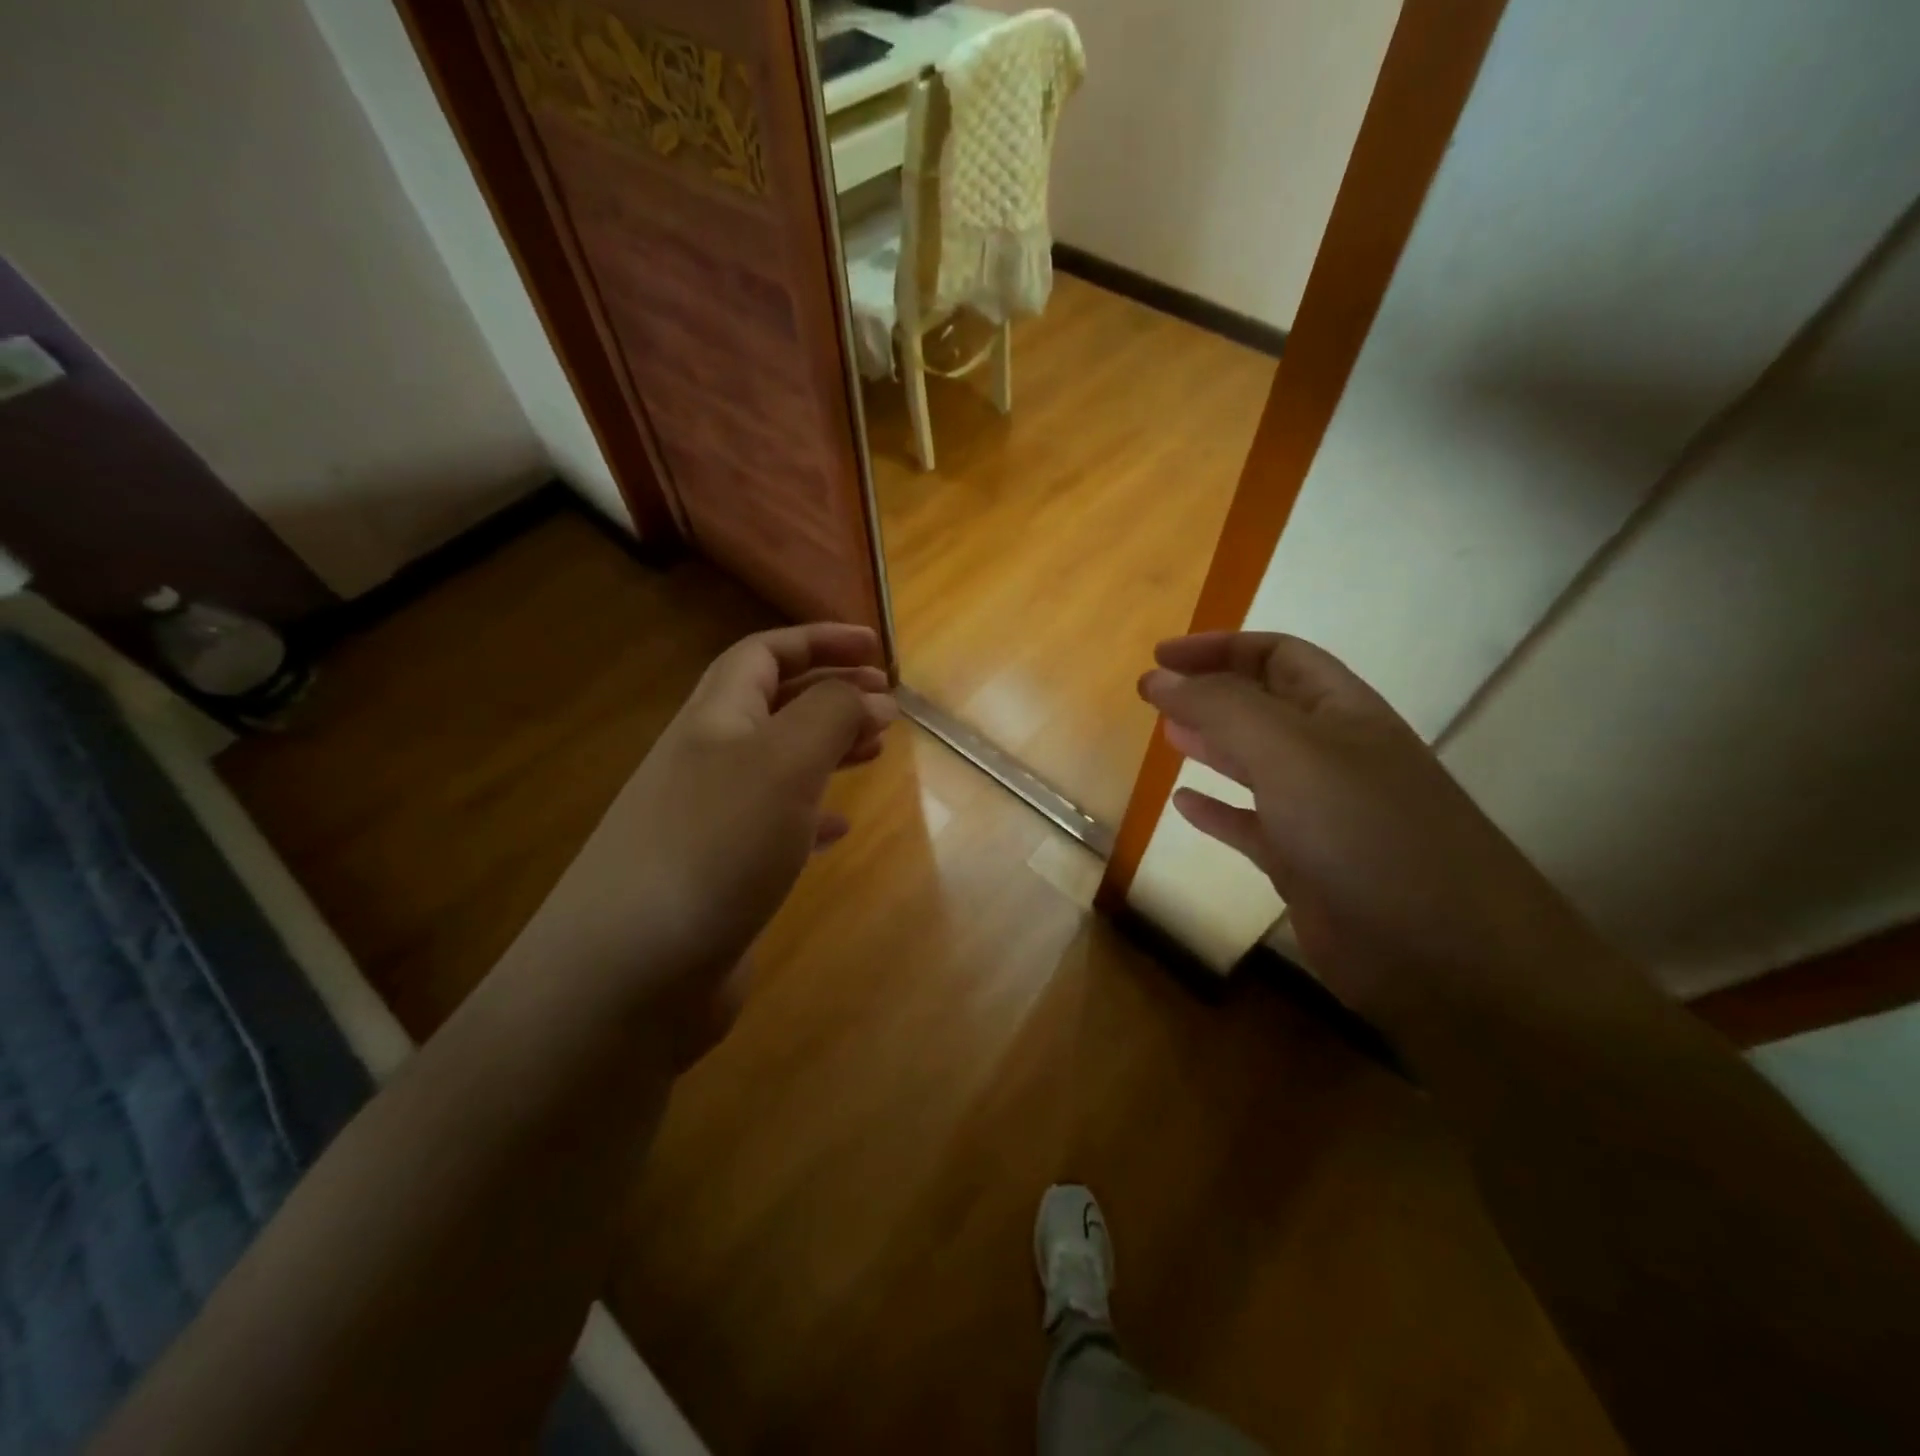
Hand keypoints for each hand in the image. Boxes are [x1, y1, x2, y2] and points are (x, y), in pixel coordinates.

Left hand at [510, 624, 894, 1060]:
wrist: (629, 974)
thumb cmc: (714, 847)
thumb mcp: (783, 762)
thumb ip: (831, 714)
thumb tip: (869, 695)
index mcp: (714, 718)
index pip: (765, 653)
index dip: (819, 640)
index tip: (876, 649)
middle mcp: (706, 760)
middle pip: (772, 704)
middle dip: (831, 693)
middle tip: (887, 705)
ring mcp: (708, 819)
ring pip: (777, 764)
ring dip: (826, 749)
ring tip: (874, 753)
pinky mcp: (718, 873)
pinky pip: (774, 825)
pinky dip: (811, 815)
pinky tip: (838, 828)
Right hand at [1140, 631, 1608, 1017]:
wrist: (1444, 956)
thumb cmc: (1364, 831)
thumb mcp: (1288, 751)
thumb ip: (1220, 708)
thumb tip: (1158, 676)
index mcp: (1343, 711)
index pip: (1278, 655)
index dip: (1219, 648)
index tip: (1160, 656)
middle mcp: (1334, 755)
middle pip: (1265, 705)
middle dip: (1211, 691)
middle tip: (1155, 694)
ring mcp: (1322, 813)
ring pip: (1257, 764)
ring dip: (1212, 744)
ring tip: (1167, 734)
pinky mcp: (1307, 866)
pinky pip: (1251, 827)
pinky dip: (1217, 812)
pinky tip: (1183, 805)